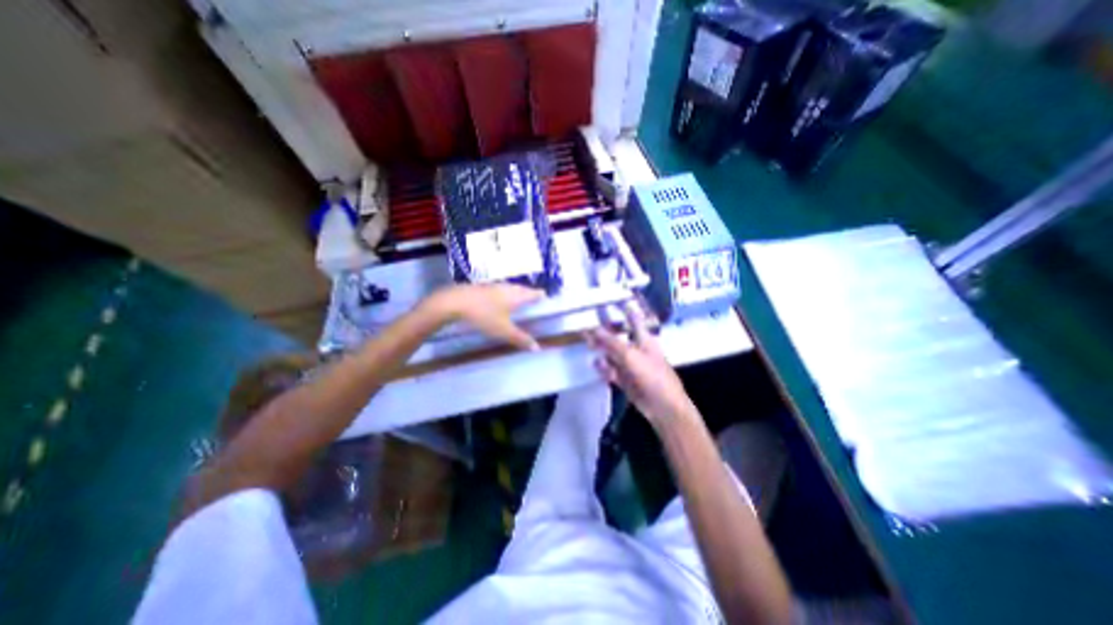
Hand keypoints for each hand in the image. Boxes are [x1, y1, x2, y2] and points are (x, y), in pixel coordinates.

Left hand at [424, 283, 546, 350]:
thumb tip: (537, 348)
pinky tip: (499, 298)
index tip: (545, 295)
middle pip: (522, 289)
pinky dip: (504, 293)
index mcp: (516, 296)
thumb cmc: (484, 315)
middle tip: (534, 297)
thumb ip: (520, 338)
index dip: (539, 295)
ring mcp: (493, 286)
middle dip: (529, 293)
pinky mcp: (482, 287)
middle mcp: (507, 288)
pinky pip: (499, 289)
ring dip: (517, 292)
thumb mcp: (503, 330)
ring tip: (519, 298)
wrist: (455, 302)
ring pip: (510, 288)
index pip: (533, 294)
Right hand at [583, 304, 692, 427]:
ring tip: (587, 343)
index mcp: (644, 340)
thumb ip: (611, 343)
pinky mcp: (627, 380)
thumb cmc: (652, 375)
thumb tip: (593, 329)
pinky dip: (605, 368)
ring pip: (613, 355)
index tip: (613, 300)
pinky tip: (596, 365)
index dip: (625, 310)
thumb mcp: (631, 356)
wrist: (663, 407)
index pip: (634, 320)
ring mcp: (632, 366)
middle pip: (619, 338)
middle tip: (588, 325)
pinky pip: (612, 371)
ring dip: (602, 350)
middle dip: (605, 332)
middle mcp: (638, 350)